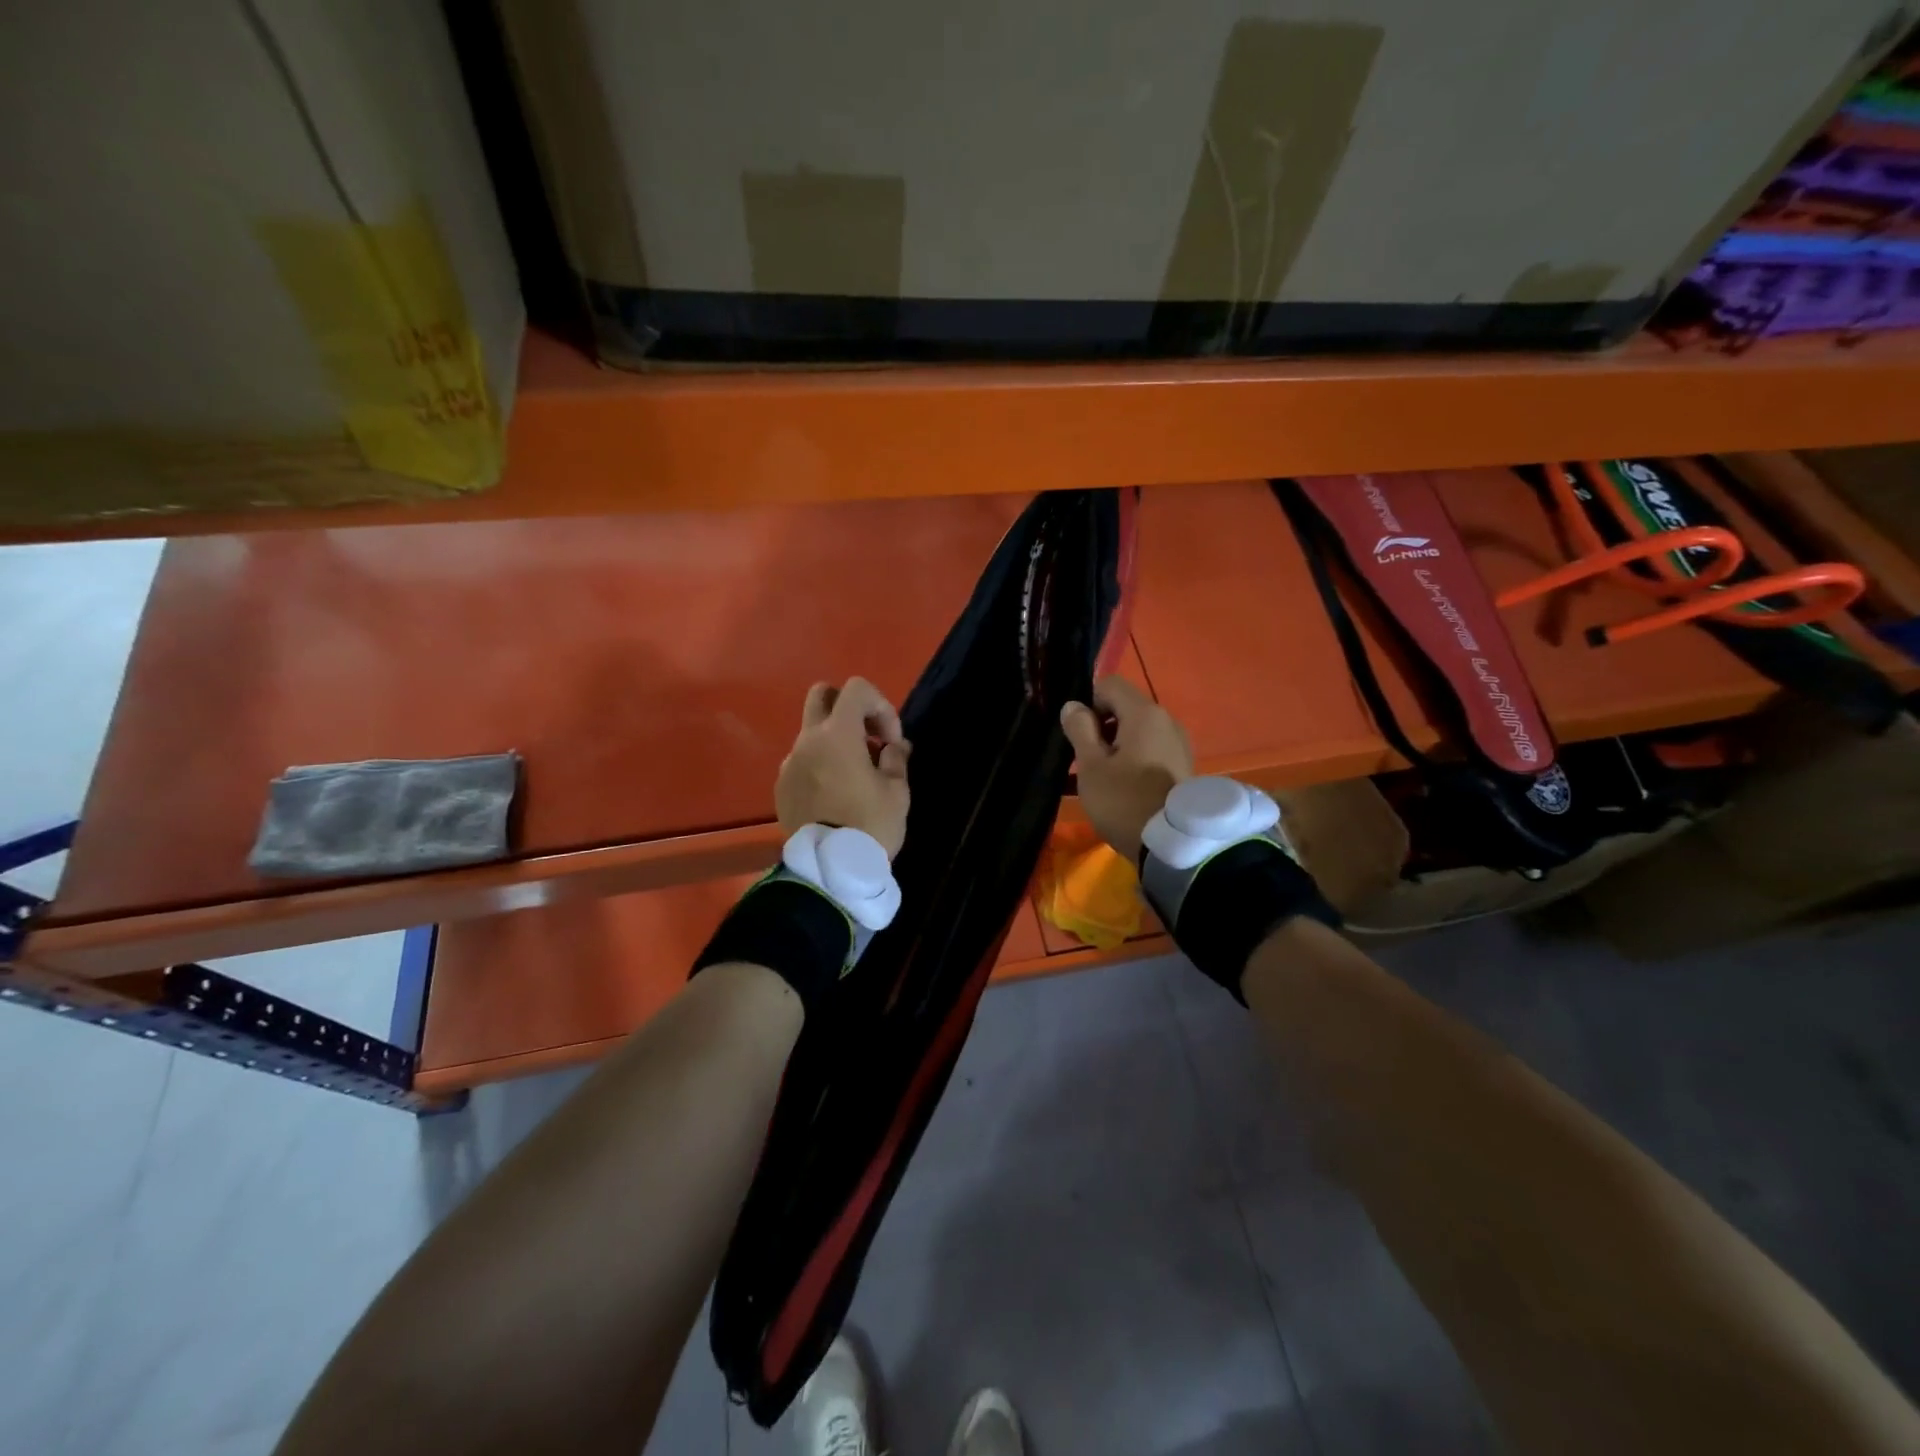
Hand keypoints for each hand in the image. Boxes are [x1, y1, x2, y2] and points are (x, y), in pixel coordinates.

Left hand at [777, 678, 911, 857]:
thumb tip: (894, 746)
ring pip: (811, 732)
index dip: (881, 706)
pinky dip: (820, 765)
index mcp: (837, 734)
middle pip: (821, 695)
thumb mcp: (897, 791)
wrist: (829, 870)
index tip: (890, 741)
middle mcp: (807, 741)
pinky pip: (802, 762)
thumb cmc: (870, 825)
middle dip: (848, 708)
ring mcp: (789, 764)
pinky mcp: (781, 787)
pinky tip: (835, 795)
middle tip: (868, 739)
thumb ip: (896, 759)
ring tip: (856, 775)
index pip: (856, 689)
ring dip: (834, 741)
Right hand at [1059, 677, 1192, 863]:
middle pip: (1125, 709)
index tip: (1078, 734)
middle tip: (1085, 760)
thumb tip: (1073, 706)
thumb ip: (1080, 729)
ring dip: (1115, 747)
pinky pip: (1150, 752)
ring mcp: (1178, 745)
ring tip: (1099, 778)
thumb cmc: (1124, 799)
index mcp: (1145, 713)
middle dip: (1101, 728)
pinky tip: (1120, 788)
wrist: (1172, 845)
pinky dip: (1132, 761)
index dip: (1088, 703)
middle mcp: (1167, 721)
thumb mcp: (1091, 766)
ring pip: (1137, 733)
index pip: (1110, 685)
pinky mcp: (1182, 767)